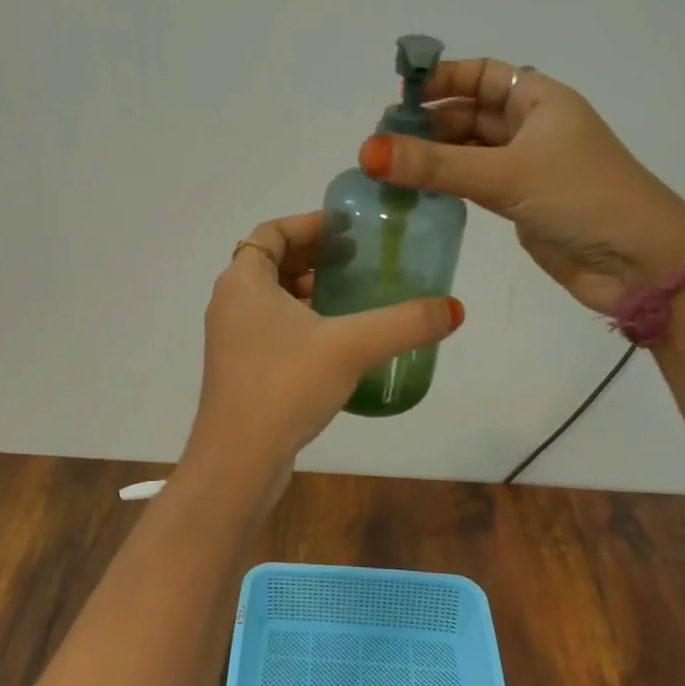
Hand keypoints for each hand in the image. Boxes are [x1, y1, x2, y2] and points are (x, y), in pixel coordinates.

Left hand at [188, 212, 464, 485]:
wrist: (238, 461)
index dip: (310, 224)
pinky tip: (339, 341)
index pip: (272, 231)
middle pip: (273, 262)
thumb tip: (453, 309)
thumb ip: (404, 323)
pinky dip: (302, 322)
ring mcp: (232, 338)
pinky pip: (273, 328)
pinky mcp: (241, 368)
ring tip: (356, 297)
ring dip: (310, 291)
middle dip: (316, 257)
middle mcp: (231, 302)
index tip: (349, 229)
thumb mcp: (351, 347)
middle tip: (360, 260)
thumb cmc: (285, 385)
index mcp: (243, 281)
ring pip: (273, 298)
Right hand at [359, 58, 684, 315]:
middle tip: (381, 140)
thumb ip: (435, 164)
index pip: (482, 74)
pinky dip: (446, 183)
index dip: (442, 79)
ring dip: (433, 155)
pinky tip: (414, 191)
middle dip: (429, 121)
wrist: (641, 263)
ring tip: (387, 166)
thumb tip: (368, 150)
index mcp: (540, 100)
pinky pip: (474, 182)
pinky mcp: (521, 203)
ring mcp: (527, 167)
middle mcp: (533, 127)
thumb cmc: (582, 198)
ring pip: (469, 150)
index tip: (399, 97)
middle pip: (470, 112)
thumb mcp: (505, 174)